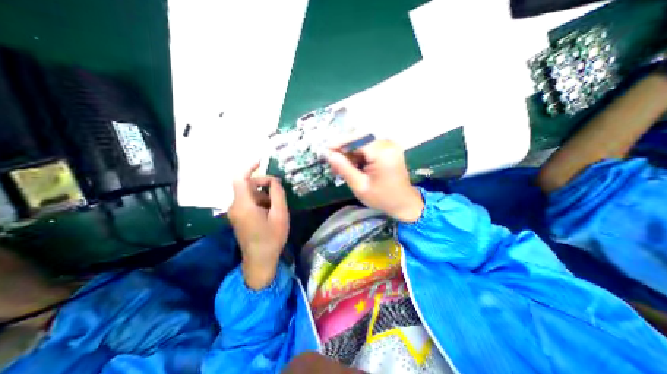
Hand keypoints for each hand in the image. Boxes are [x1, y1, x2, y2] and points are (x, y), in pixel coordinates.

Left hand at [229, 165, 288, 290]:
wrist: (260, 260)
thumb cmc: (272, 238)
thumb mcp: (280, 214)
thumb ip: (277, 194)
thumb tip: (274, 181)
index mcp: (243, 205)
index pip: (240, 179)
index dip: (249, 167)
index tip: (261, 162)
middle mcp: (235, 206)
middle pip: (246, 186)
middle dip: (263, 184)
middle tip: (279, 190)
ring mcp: (235, 213)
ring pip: (249, 194)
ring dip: (263, 194)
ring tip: (277, 204)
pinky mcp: (238, 217)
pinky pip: (248, 202)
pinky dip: (260, 201)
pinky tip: (271, 210)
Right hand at [327, 139, 424, 221]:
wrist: (404, 203)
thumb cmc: (382, 198)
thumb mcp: (359, 186)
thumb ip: (343, 168)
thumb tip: (328, 154)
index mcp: (382, 152)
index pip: (356, 139)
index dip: (339, 143)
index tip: (325, 151)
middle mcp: (387, 144)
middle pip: (359, 139)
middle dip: (343, 150)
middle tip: (331, 162)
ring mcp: (389, 145)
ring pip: (362, 143)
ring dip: (349, 154)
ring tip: (339, 168)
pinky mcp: (388, 149)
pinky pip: (368, 147)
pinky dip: (357, 155)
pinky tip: (351, 166)